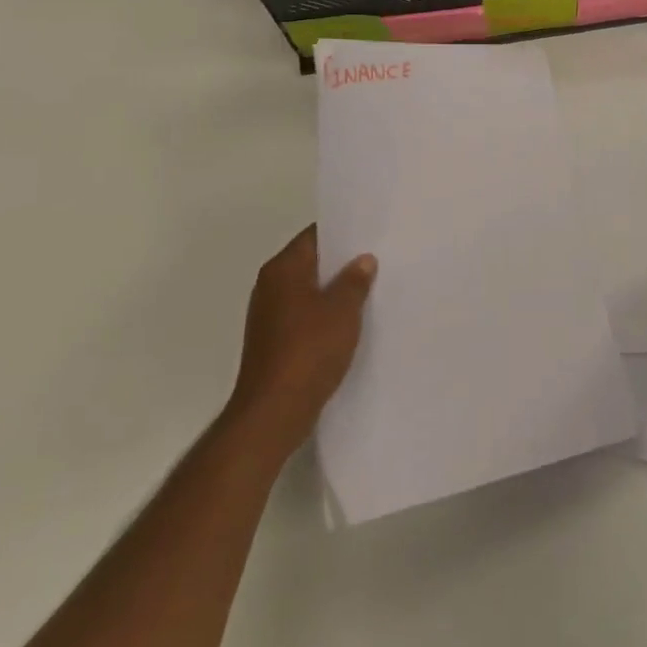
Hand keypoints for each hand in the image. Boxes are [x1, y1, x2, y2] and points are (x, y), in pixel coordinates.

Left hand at [228, 226, 375, 454]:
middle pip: (311, 262)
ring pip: (308, 291)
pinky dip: (324, 316)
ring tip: (370, 291)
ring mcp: (268, 315)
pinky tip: (349, 325)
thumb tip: (363, 259)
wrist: (272, 413)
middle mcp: (270, 286)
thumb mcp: (342, 311)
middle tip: (378, 260)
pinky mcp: (272, 342)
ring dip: (334, 292)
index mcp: (283, 269)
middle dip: (342, 263)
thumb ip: (355, 280)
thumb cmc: (308, 351)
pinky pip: (303, 317)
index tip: (371, 234)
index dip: (343, 233)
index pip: (314, 236)